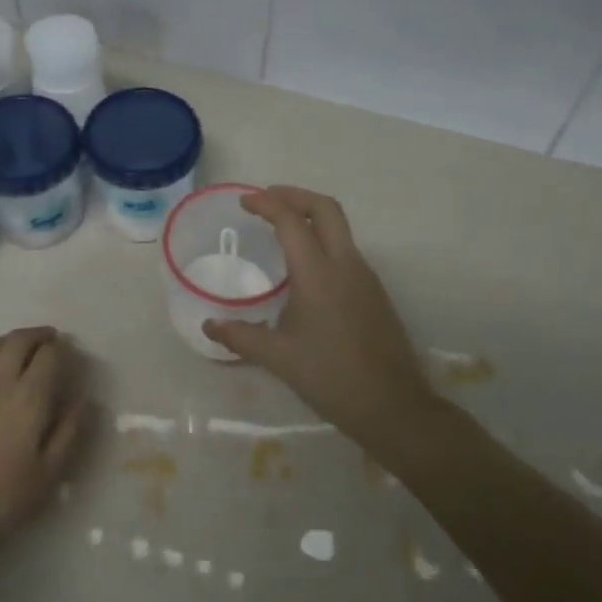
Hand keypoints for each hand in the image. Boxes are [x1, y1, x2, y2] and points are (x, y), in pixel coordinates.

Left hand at [0, 327, 87, 560]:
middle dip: (38, 335)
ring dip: (12, 339)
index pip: (49, 355)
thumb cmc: (2, 497)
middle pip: (20, 340)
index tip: (70, 354)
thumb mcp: (48, 473)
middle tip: (50, 340)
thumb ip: (69, 431)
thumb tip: (84, 399)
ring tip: (22, 347)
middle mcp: (0, 380)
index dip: (62, 349)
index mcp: (29, 397)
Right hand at [203, 187, 433, 451]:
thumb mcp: (279, 358)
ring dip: (311, 217)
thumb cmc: (331, 377)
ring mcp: (365, 277)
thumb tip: (209, 325)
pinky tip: (305, 268)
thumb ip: (241, 337)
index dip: (266, 203)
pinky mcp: (375, 292)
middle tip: (267, 200)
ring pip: (340, 228)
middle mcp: (346, 264)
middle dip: (295, 196)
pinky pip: (346, 250)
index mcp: (318, 274)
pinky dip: (323, 240)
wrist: (392, 406)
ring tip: (282, 229)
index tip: (244, 202)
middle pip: (325, 208)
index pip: (291, 220)